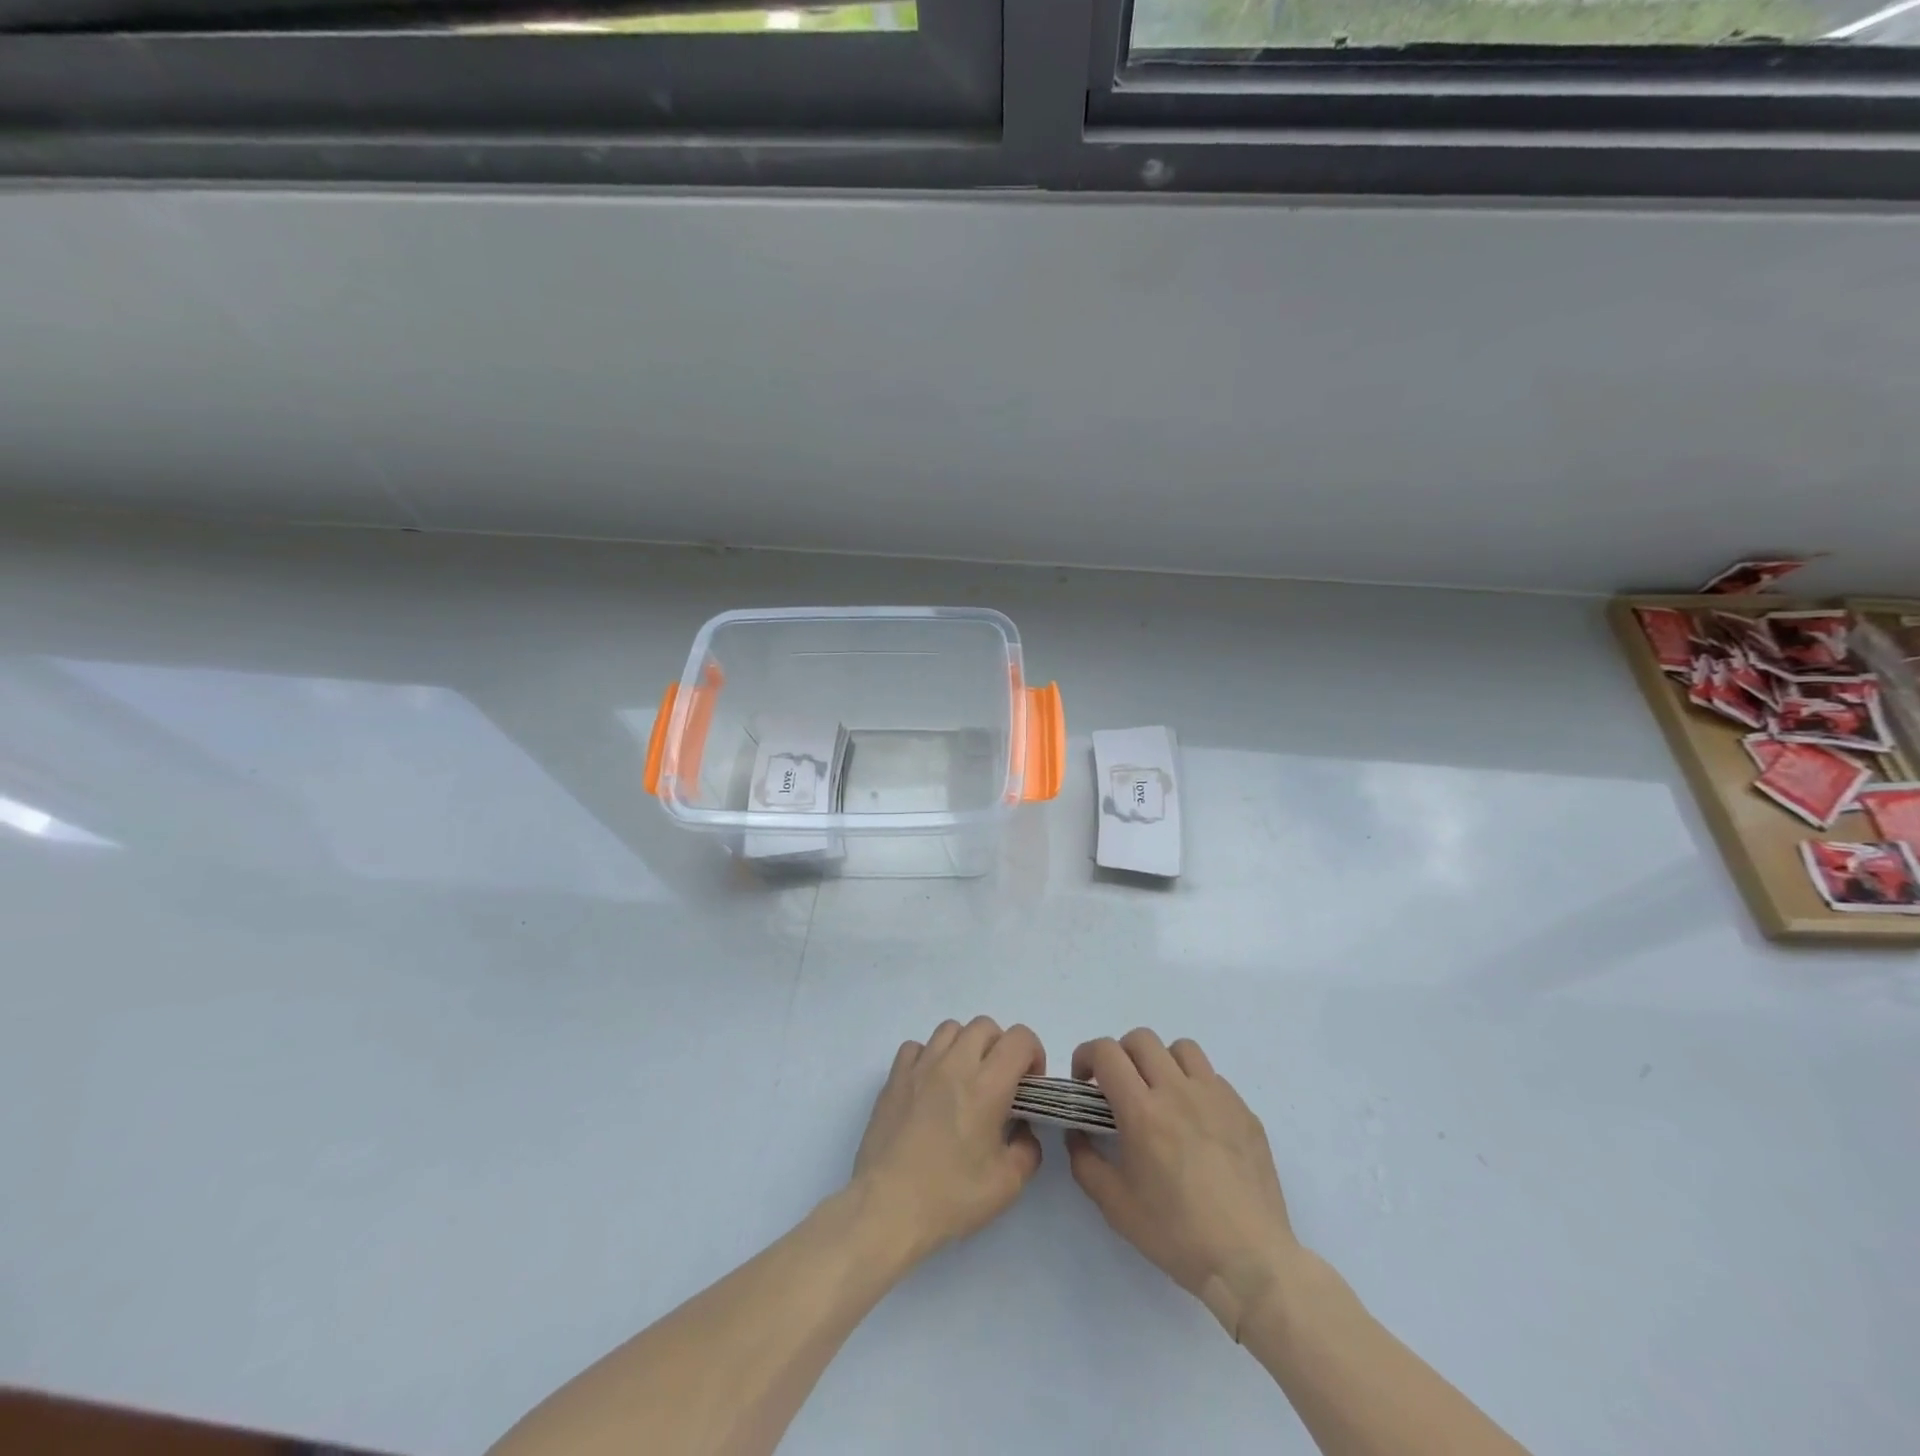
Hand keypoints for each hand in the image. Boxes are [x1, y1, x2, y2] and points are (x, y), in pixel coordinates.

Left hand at [851, 1017, 1045, 1262]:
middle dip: (1000, 1047)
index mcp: (987, 1086)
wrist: (888, 1208)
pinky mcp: (894, 1077)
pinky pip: (917, 1047)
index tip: (1029, 1085)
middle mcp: (954, 1064)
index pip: (1020, 1039)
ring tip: (964, 1080)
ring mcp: (921, 1067)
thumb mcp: (1007, 1184)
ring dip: (965, 1046)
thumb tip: (1022, 1128)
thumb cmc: (951, 1197)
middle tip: (999, 1083)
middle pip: (985, 1025)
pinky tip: (931, 1086)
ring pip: (950, 1029)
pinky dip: (930, 1057)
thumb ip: (1028, 1148)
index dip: (1033, 1055)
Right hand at [1066, 1029, 1300, 1338]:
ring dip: (1161, 1062)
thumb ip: (1085, 1161)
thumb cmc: (1176, 1235)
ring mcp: (1216, 1097)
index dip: (1087, 1056)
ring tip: (1160, 1095)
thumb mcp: (1115, 1205)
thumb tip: (1078, 1131)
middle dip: (1121, 1055)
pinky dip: (1195, 1087)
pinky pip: (1213, 1078)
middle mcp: (1178, 1091)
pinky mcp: (1244, 1111)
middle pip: (1142, 1039)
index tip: (1085, 1081)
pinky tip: (1196, 1123)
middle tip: (1119, 1088)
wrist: (1250, 1262)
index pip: (1107, 1052)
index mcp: (1142, 1111)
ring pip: (1182, 1049)